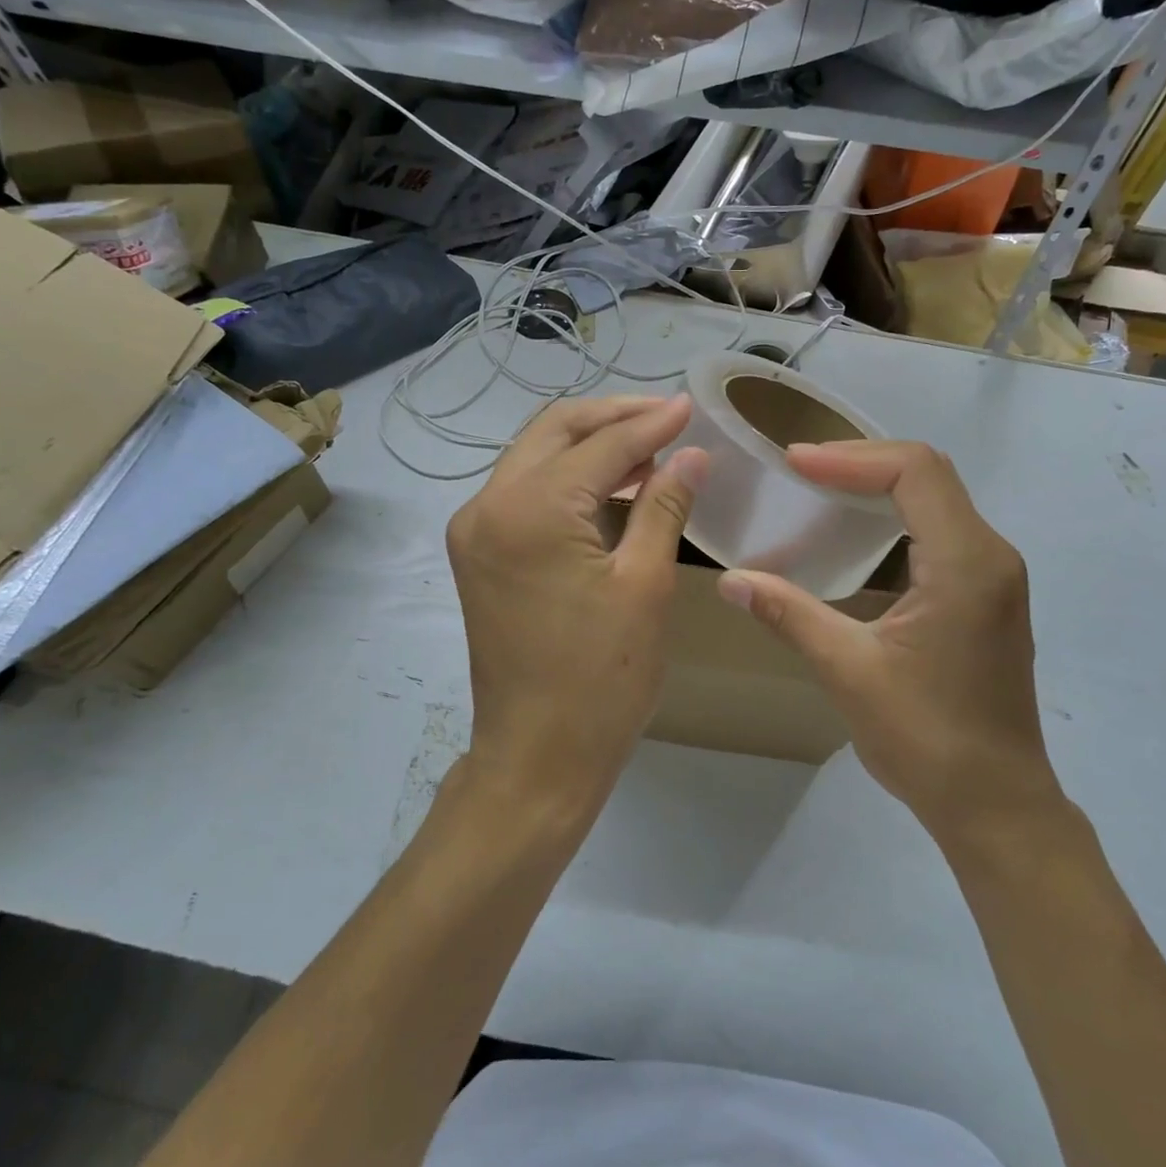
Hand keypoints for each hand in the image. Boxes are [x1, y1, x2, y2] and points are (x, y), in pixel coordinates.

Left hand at [446, 394, 707, 816]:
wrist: (536, 758)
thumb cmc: (600, 680)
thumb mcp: (645, 585)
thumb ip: (664, 505)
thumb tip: (691, 453)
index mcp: (528, 510)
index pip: (599, 446)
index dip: (650, 424)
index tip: (691, 408)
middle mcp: (486, 506)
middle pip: (554, 433)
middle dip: (613, 417)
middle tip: (667, 417)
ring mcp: (474, 529)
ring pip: (536, 457)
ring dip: (590, 445)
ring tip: (649, 446)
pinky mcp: (478, 553)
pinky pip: (525, 491)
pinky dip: (568, 478)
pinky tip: (611, 484)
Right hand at [716, 440, 1060, 837]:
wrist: (996, 804)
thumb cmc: (926, 739)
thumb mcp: (848, 671)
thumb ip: (789, 614)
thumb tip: (730, 580)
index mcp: (966, 564)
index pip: (915, 472)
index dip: (850, 458)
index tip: (795, 462)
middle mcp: (990, 555)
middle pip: (929, 474)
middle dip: (862, 461)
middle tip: (801, 468)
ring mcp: (995, 574)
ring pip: (939, 497)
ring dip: (880, 482)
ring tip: (821, 486)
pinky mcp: (987, 594)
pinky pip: (942, 526)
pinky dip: (897, 511)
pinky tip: (858, 529)